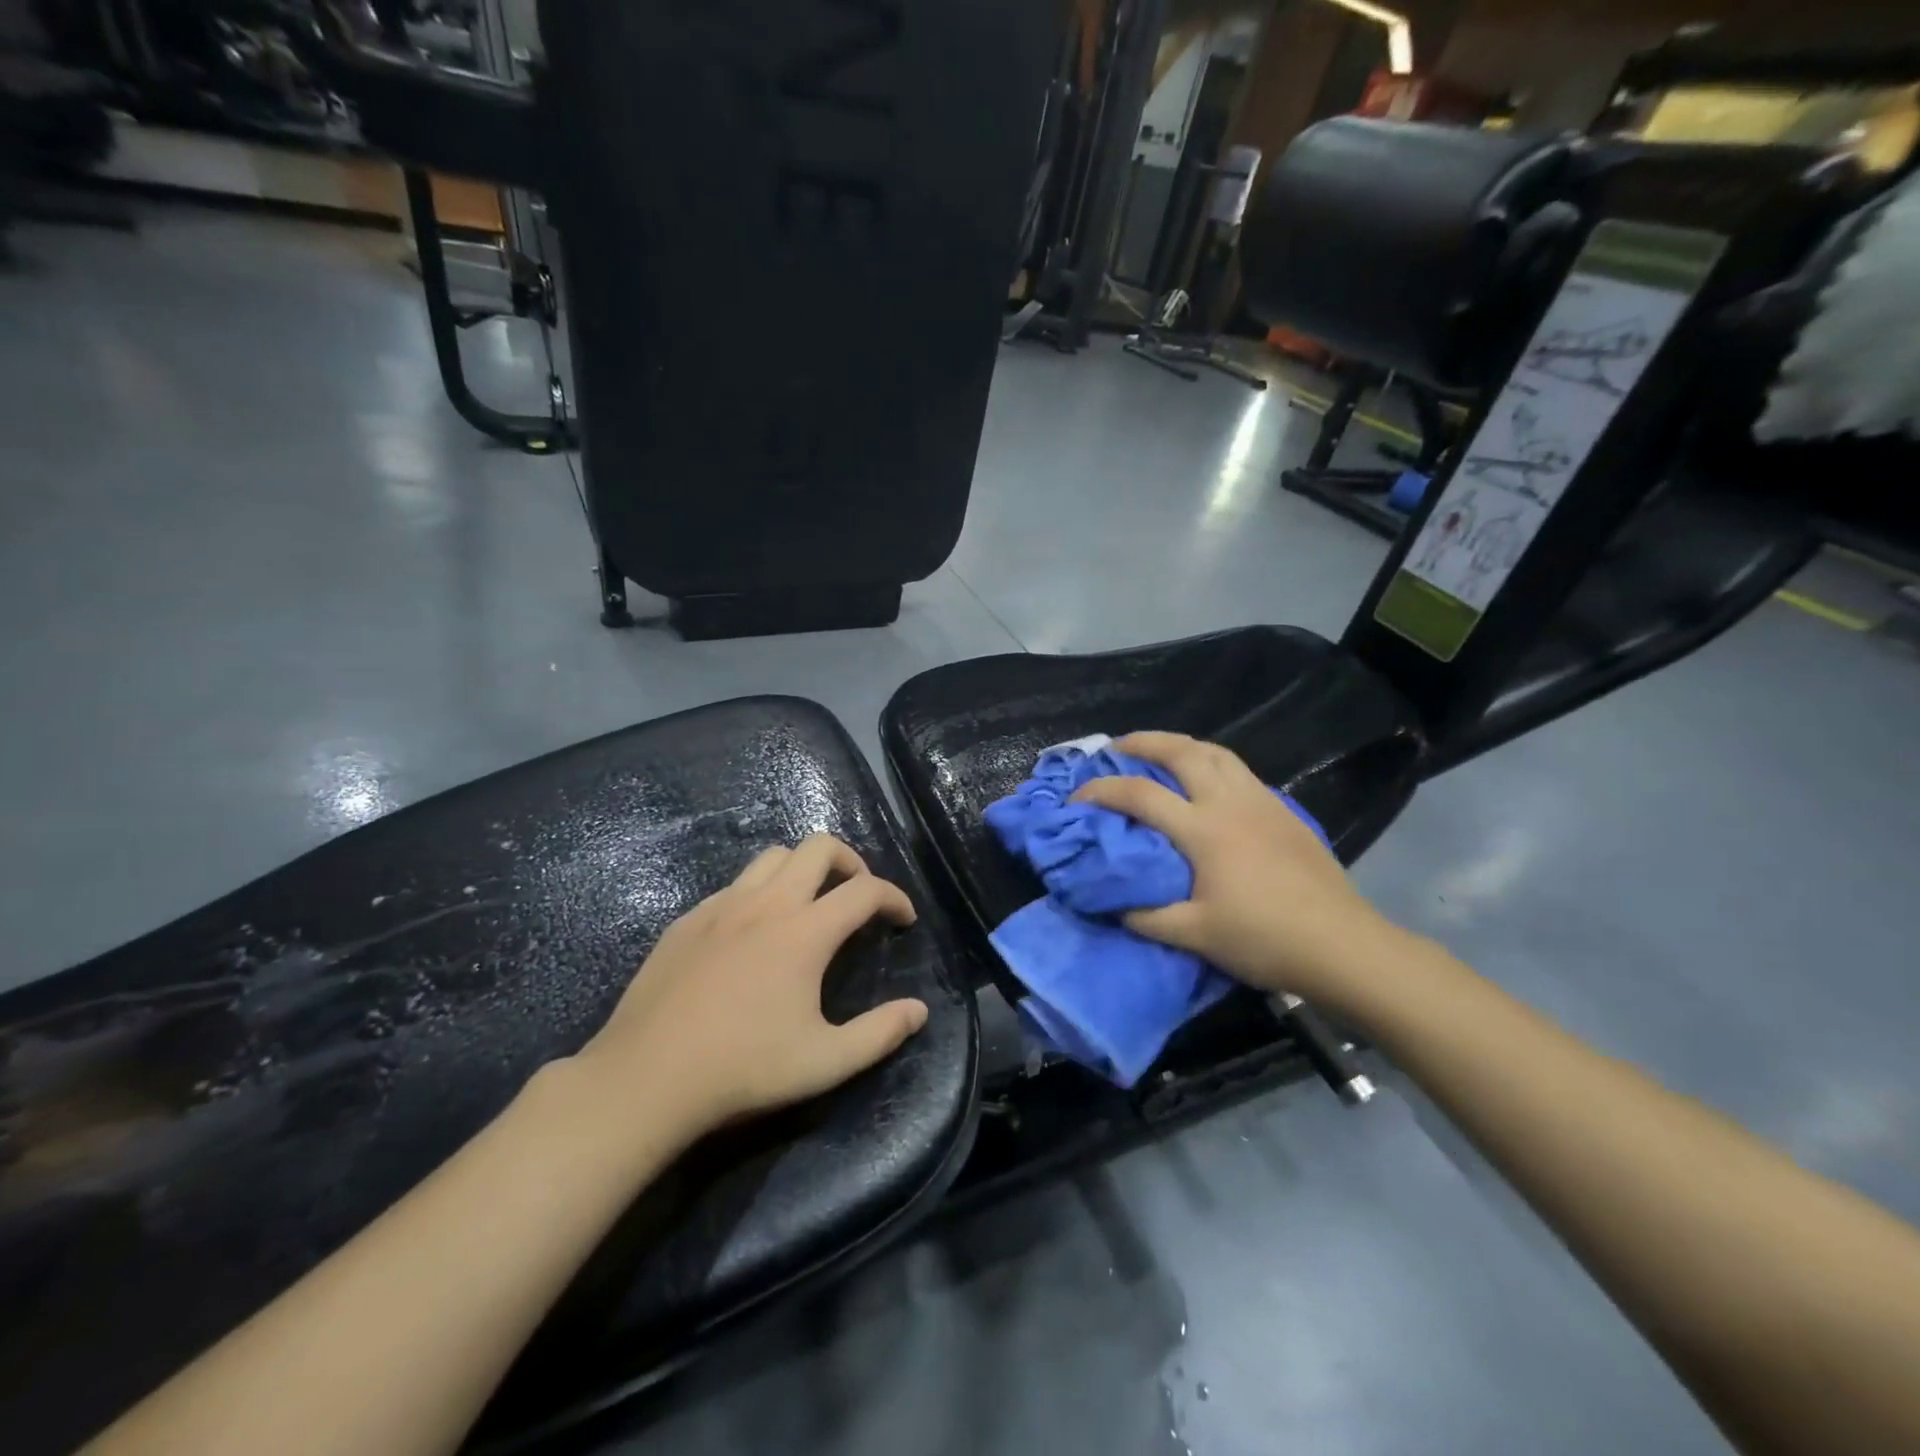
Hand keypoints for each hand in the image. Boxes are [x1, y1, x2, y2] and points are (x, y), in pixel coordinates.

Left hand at [573, 834, 928, 1136]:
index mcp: (805, 932)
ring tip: (809, 904)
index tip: (903, 919)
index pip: (864, 891)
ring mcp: (722, 906)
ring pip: (774, 856)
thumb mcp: (824, 1062)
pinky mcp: (688, 919)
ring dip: (803, 868)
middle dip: (850, 861)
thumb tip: (919, 1011)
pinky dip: (760, 891)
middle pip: (818, 847)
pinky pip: (735, 884)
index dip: (893, 897)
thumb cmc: (743, 1069)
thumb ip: (879, 1034)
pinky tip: (753, 932)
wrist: (647, 1078)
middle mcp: (767, 904)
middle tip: (856, 895)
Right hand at [1071, 732, 1398, 1009]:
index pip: (1140, 794)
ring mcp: (1261, 801)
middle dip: (1143, 742)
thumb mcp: (1195, 935)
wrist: (1342, 945)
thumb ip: (1147, 917)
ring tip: (1160, 752)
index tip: (1077, 796)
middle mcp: (1229, 802)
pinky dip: (1212, 763)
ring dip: (1181, 744)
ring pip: (1216, 752)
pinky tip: (1208, 783)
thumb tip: (1114, 905)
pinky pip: (1239, 770)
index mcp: (1203, 829)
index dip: (1101, 789)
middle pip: (1182, 751)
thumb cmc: (1264, 938)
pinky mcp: (1284, 810)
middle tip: (1117, 747)